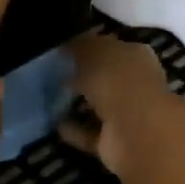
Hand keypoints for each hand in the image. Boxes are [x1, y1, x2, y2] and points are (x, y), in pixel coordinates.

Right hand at [63, 33, 173, 175]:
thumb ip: (79, 45)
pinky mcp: (116, 141)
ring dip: (78, 104)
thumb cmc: (117, 80)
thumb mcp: (92, 51)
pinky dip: (74, 129)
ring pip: (98, 106)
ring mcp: (127, 115)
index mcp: (136, 55)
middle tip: (52, 74)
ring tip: (48, 98)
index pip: (111, 47)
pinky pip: (90, 132)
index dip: (89, 47)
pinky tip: (53, 123)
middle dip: (82, 76)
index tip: (63, 50)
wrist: (135, 131)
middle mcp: (135, 83)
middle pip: (105, 77)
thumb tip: (67, 42)